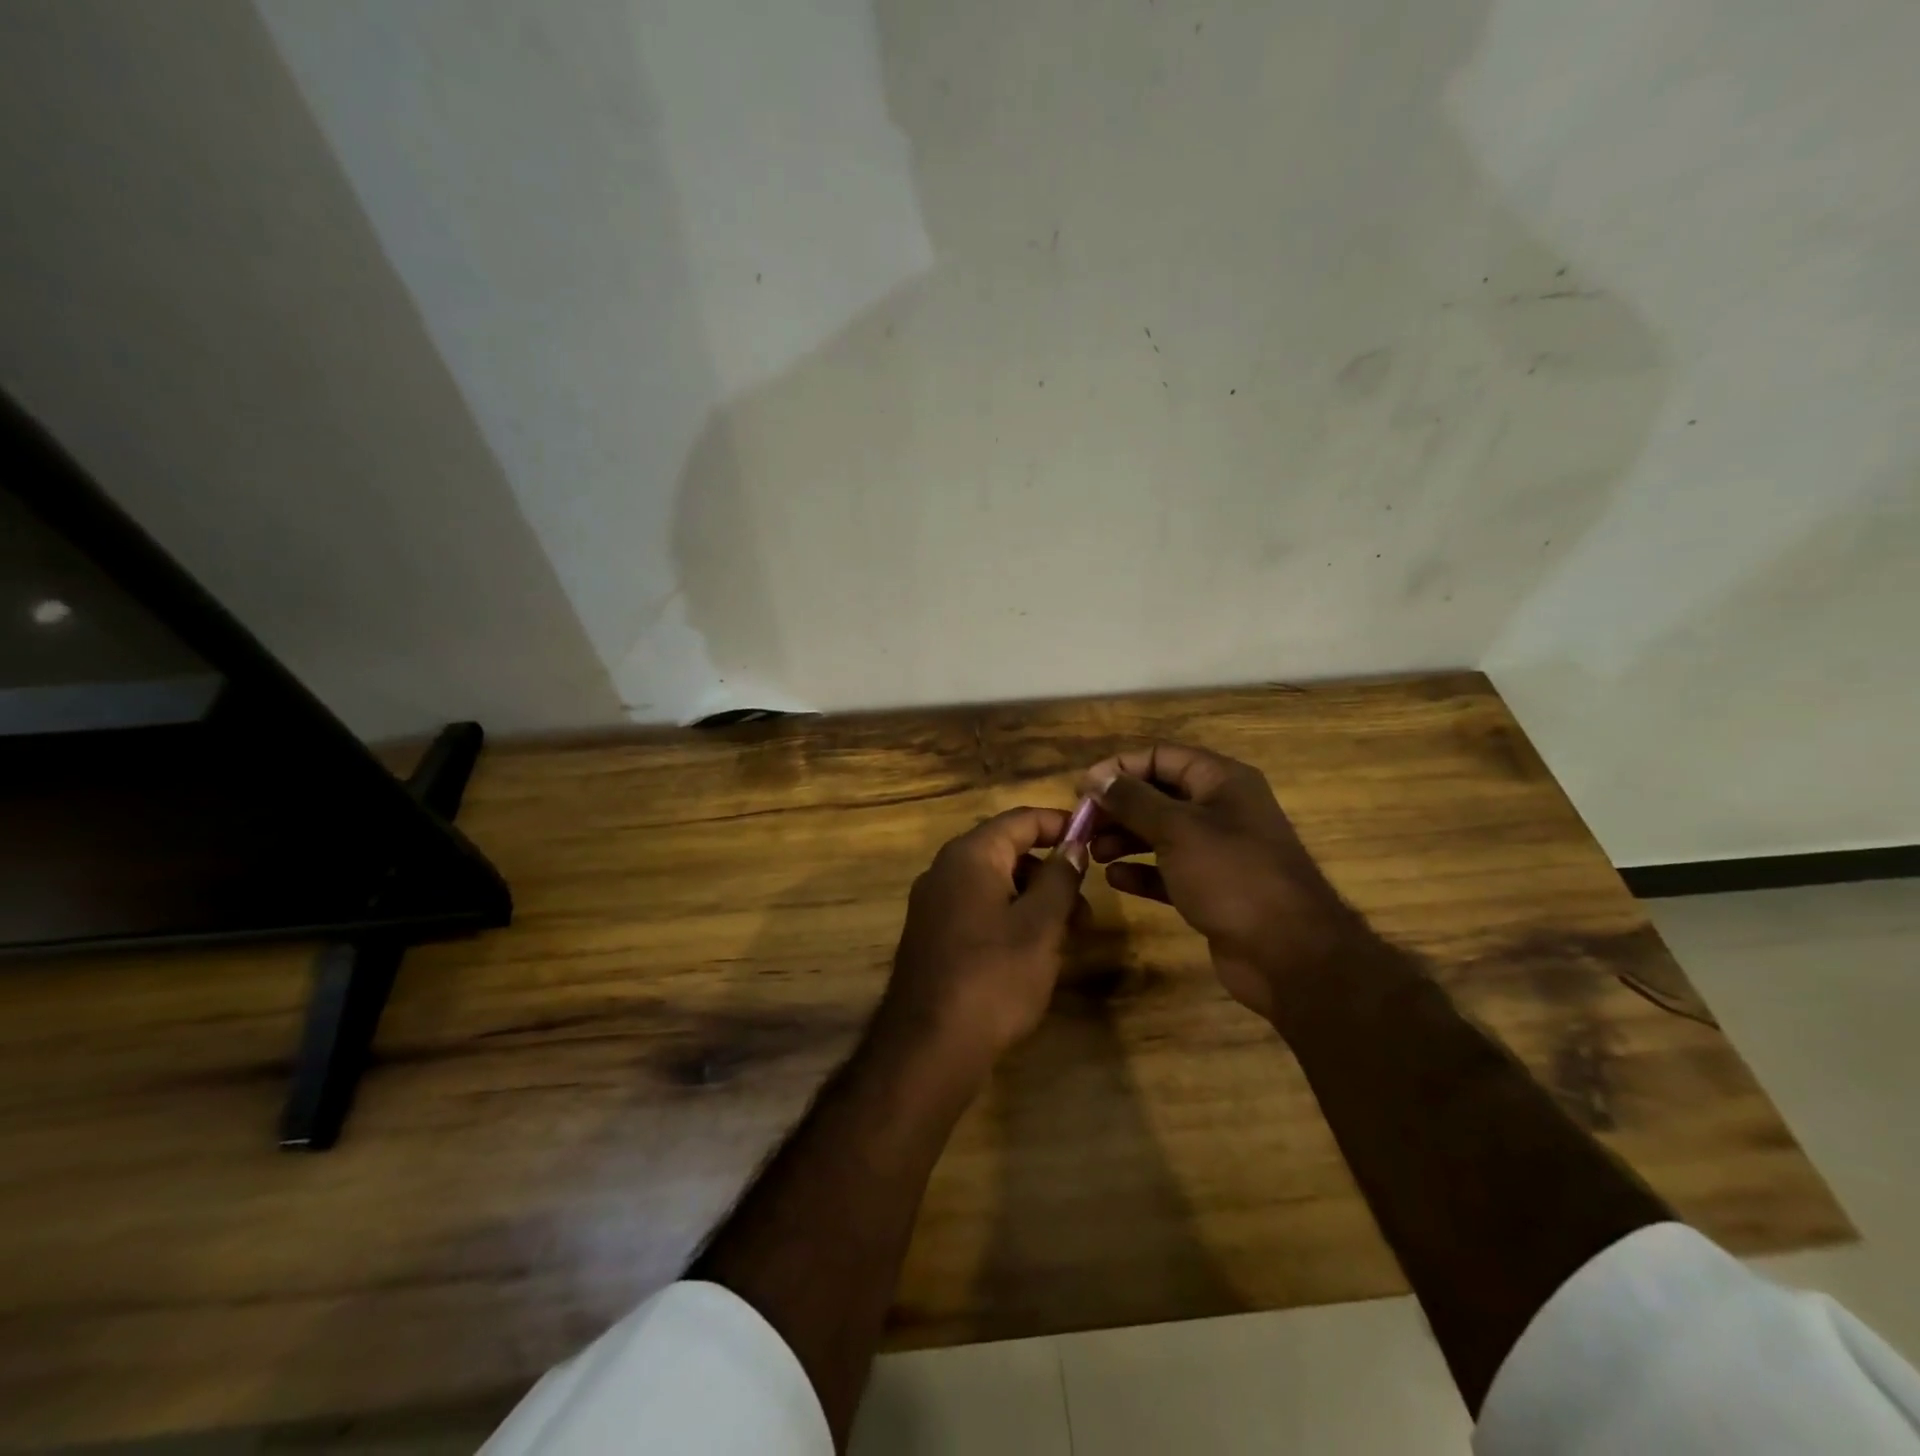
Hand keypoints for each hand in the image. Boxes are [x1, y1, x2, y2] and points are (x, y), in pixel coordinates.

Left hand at [878, 807, 1087, 1077]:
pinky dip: (1010, 918)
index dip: (1061, 824)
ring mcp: (933, 904)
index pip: (1021, 819)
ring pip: (995, 884)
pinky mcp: (932, 936)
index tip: (1096, 838)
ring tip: (1067, 938)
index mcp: (970, 855)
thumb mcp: (1041, 925)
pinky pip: (978, 910)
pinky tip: (1032, 954)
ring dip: (1034, 900)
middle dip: (1051, 872)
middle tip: (1086, 908)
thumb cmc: (994, 976)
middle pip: (1007, 851)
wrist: (928, 1046)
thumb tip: (1074, 844)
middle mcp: (945, 870)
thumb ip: (1061, 878)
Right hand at [1083, 744, 1368, 1021]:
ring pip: (1161, 834)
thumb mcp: (1177, 829)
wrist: (1288, 953)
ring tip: (1092, 853)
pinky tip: (1114, 880)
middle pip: (1159, 795)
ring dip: (1125, 839)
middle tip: (1081, 825)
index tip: (1082, 788)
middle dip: (1119, 807)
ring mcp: (1218, 852)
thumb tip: (1097, 778)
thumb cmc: (1231, 875)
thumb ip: (1133, 800)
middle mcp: (1221, 809)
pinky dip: (1142, 872)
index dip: (1120, 768)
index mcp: (1222, 781)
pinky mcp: (1212, 889)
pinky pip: (1169, 871)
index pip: (1162, 756)